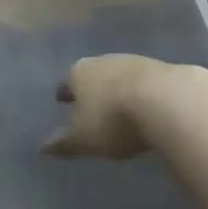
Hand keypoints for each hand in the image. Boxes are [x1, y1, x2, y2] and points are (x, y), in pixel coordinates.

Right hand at [43, 54, 196, 159]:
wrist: (166, 100)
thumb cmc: (113, 120)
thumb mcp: (84, 139)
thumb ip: (63, 143)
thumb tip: (42, 147)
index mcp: (78, 73)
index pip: (66, 83)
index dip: (64, 94)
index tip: (62, 102)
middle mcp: (102, 61)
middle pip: (92, 74)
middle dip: (91, 88)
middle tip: (91, 105)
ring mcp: (132, 61)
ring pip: (118, 75)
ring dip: (118, 89)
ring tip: (120, 107)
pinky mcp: (160, 68)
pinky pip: (144, 82)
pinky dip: (142, 92)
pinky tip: (147, 106)